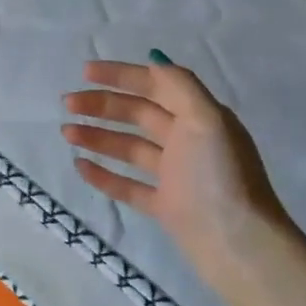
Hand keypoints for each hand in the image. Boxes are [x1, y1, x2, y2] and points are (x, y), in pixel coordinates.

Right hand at [61, 54, 305, 305]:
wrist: (239, 245)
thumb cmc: (220, 176)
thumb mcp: (207, 120)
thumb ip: (180, 86)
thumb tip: (154, 60)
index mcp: (199, 117)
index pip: (155, 85)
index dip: (121, 76)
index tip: (85, 72)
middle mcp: (187, 141)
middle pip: (138, 114)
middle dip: (102, 105)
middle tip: (68, 104)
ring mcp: (175, 176)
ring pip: (129, 148)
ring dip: (97, 136)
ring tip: (66, 132)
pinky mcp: (166, 207)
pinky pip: (128, 186)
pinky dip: (104, 174)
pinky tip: (80, 165)